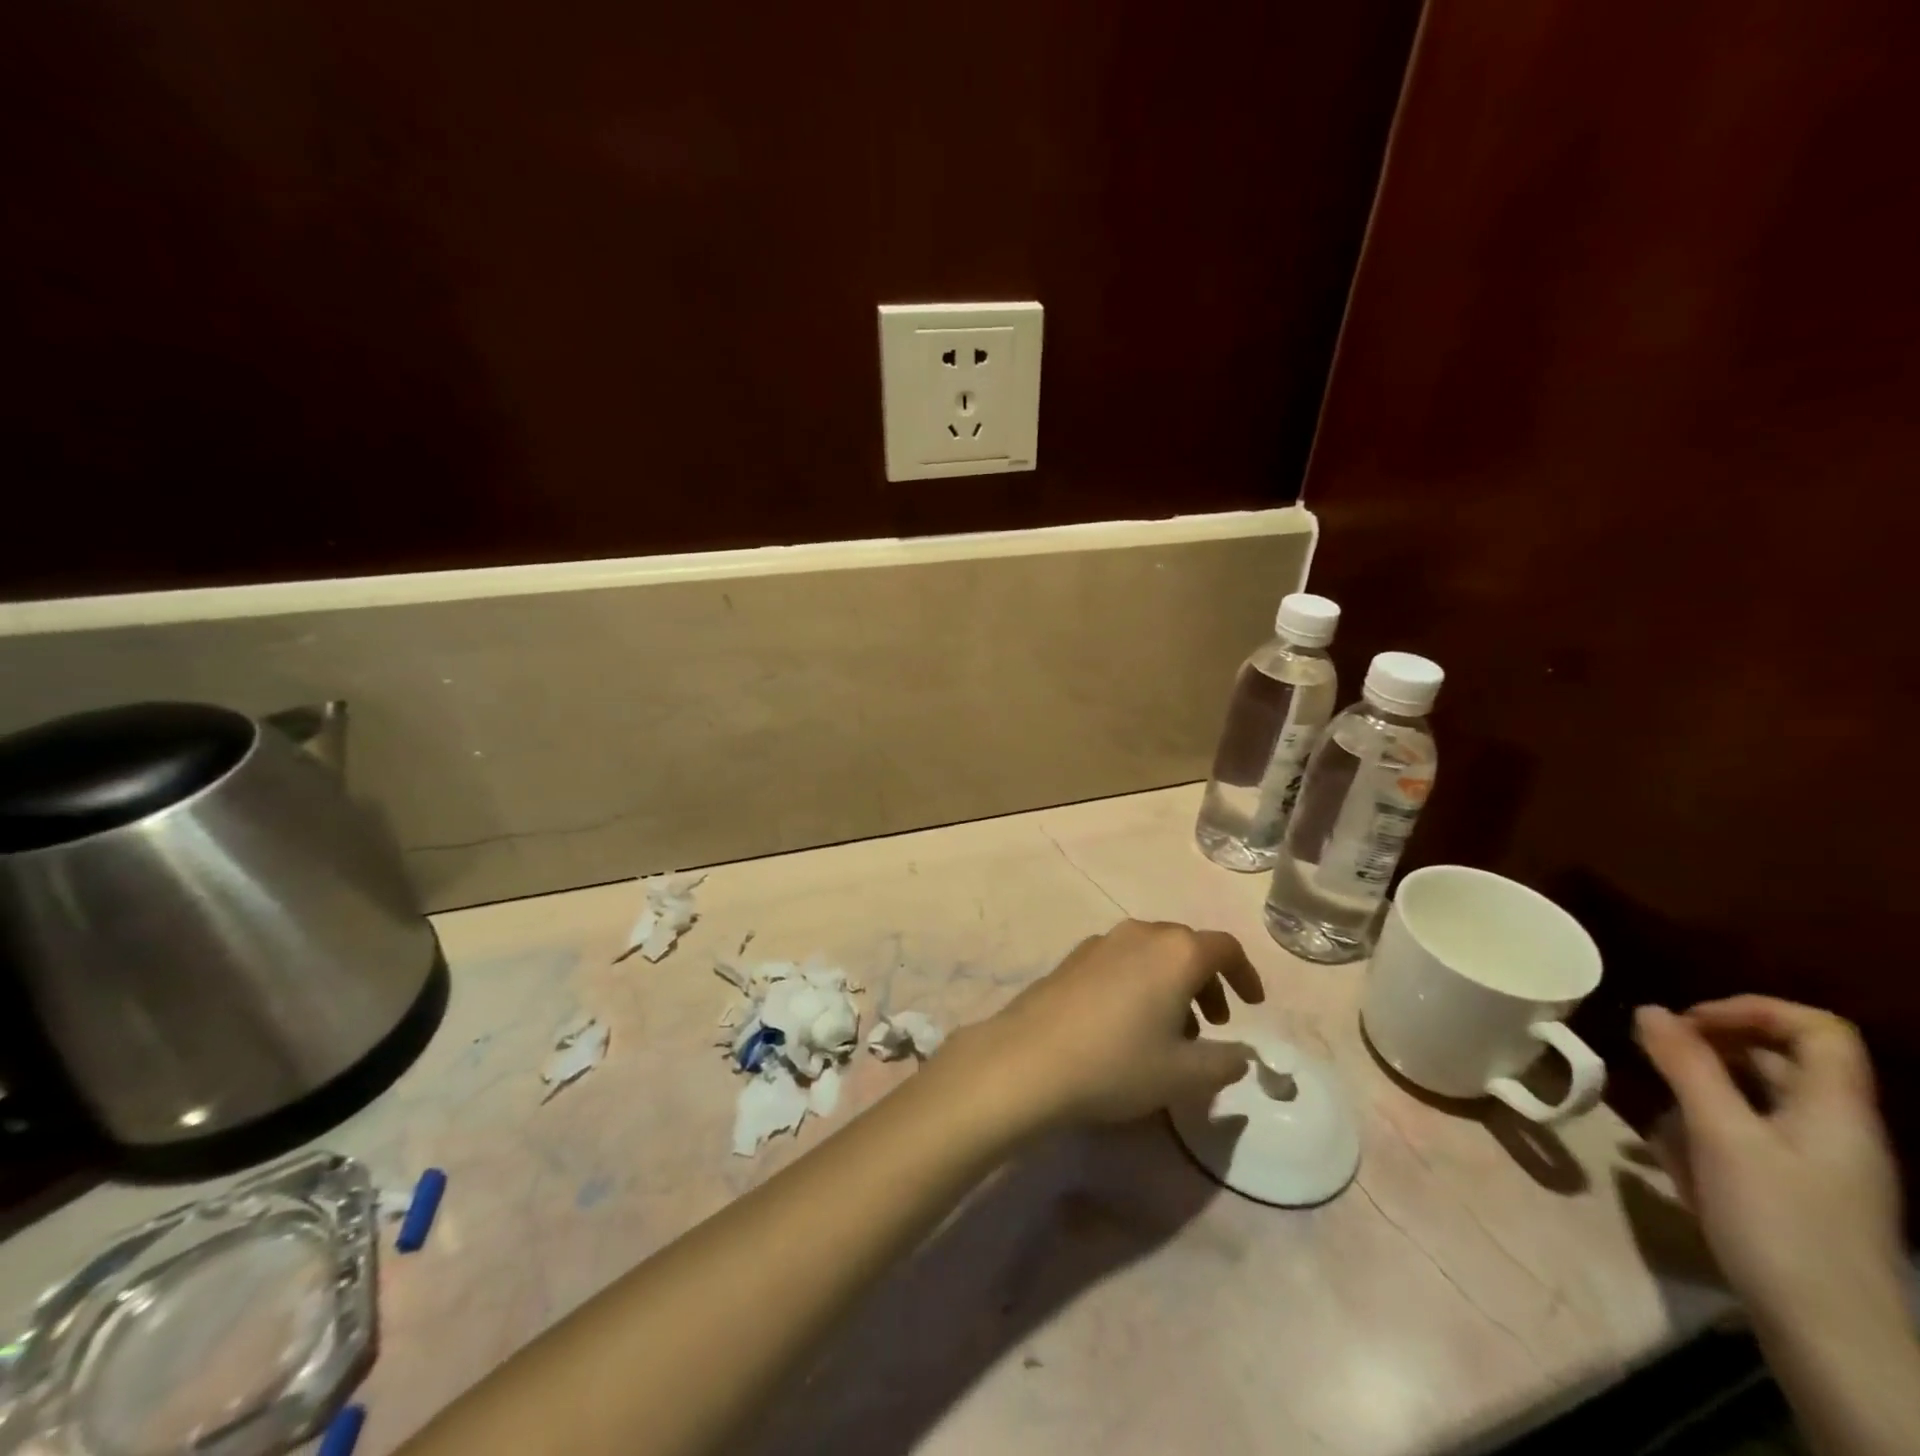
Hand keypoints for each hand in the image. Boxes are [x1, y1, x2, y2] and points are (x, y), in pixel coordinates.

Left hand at [953, 920, 1263, 1129]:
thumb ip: (1226, 1061)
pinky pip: (1121, 961)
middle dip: (1207, 982)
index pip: (1224, 948)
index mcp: (1175, 951)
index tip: (1252, 1006)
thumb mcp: (1185, 1075)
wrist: (1028, 1059)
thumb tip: (1242, 1053)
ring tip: (1171, 1032)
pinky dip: (1139, 983)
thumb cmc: (1117, 1063)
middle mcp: (1139, 933)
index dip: (1245, 975)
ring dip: (1172, 984)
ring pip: (1151, 954)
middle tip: (1213, 1024)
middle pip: (1186, 946)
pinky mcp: (1072, 958)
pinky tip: (1127, 1024)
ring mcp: (1101, 942)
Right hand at [1634, 997, 1904, 1334]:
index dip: (1750, 1010)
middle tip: (1652, 1063)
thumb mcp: (1721, 1136)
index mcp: (1835, 1109)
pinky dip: (1705, 1140)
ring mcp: (1818, 1167)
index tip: (1685, 1023)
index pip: (1815, 1028)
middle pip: (1776, 1062)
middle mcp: (1834, 1129)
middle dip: (1707, 1055)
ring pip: (1752, 1103)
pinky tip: (1674, 1168)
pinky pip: (1746, 1143)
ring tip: (1658, 1128)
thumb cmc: (1779, 1224)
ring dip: (1696, 1101)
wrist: (1831, 1341)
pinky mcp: (1796, 1196)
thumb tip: (1651, 1009)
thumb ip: (1686, 1066)